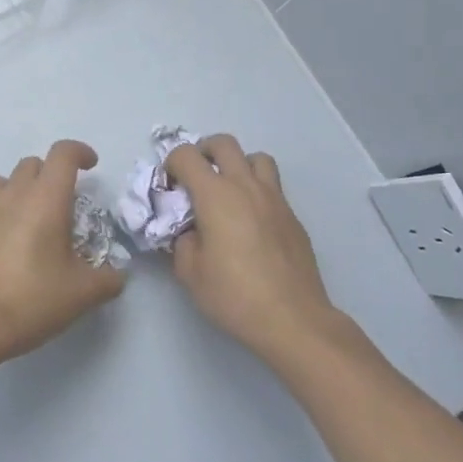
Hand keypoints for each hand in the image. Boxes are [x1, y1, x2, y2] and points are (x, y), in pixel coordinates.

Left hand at [0, 140, 126, 374]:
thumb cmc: (32, 299)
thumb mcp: (82, 294)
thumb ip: (107, 279)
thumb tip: (117, 276)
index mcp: (46, 198)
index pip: (63, 154)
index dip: (80, 152)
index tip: (92, 166)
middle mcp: (15, 194)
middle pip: (34, 163)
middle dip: (53, 174)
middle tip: (66, 205)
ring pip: (5, 178)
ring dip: (22, 186)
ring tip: (34, 215)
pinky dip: (3, 208)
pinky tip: (12, 238)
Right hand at [165, 135, 336, 359]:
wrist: (293, 318)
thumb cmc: (234, 295)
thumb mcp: (190, 272)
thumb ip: (182, 241)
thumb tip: (190, 230)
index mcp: (216, 195)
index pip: (186, 155)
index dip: (171, 164)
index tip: (169, 188)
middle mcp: (246, 186)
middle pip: (224, 143)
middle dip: (203, 151)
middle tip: (196, 177)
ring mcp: (275, 198)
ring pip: (256, 158)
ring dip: (237, 165)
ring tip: (229, 191)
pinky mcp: (292, 216)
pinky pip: (273, 187)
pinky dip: (257, 190)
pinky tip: (251, 222)